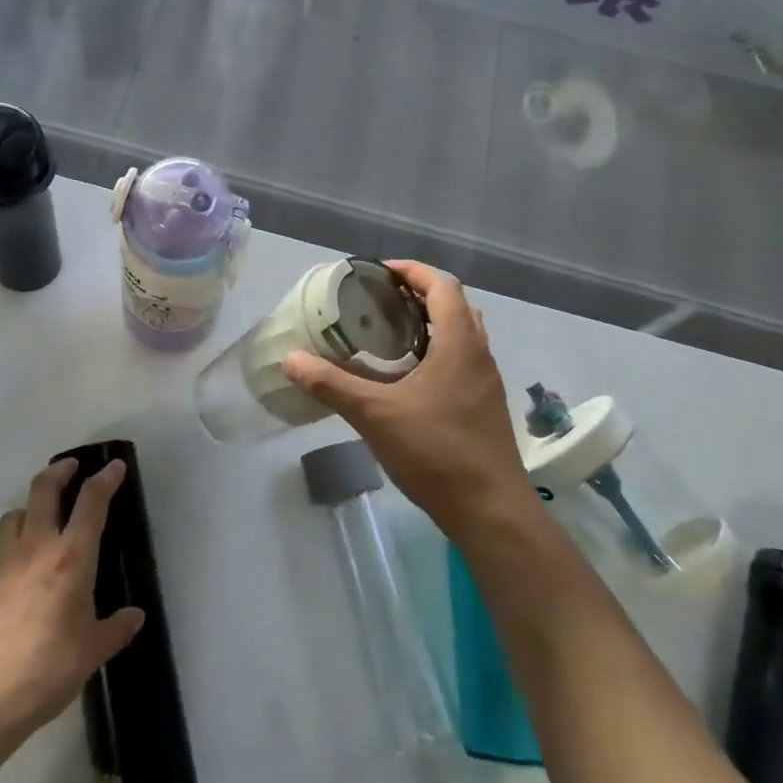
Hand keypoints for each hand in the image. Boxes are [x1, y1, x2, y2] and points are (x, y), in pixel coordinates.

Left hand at [0, 458, 145, 735]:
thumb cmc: (48, 670)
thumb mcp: (92, 651)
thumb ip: (115, 629)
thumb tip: (135, 616)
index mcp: (71, 558)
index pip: (92, 503)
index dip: (105, 479)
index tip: (115, 466)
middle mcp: (37, 548)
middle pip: (44, 489)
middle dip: (60, 471)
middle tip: (72, 467)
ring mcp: (4, 562)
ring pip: (15, 514)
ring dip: (30, 506)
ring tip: (42, 517)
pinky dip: (12, 545)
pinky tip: (19, 568)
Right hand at [284, 260, 533, 538]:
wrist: (490, 511)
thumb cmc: (436, 452)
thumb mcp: (376, 415)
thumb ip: (332, 385)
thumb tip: (291, 360)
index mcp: (460, 343)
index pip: (443, 285)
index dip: (413, 271)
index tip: (380, 272)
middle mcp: (479, 354)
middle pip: (455, 305)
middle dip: (420, 294)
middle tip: (380, 300)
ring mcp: (486, 382)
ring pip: (462, 335)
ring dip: (430, 324)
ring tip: (389, 333)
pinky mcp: (484, 407)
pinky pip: (462, 361)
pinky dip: (436, 352)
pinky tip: (407, 377)